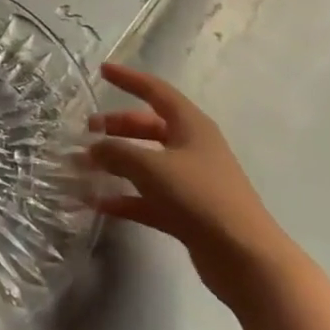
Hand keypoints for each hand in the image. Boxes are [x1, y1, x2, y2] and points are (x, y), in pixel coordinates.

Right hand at [88, 63, 295, 306]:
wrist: (246, 259)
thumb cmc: (201, 197)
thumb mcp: (152, 168)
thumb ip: (117, 153)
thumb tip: (92, 149)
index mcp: (191, 126)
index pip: (156, 91)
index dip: (129, 79)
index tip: (102, 70)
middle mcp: (192, 148)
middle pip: (149, 127)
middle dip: (117, 127)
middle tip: (87, 130)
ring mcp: (190, 182)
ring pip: (146, 163)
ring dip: (116, 163)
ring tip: (83, 166)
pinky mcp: (187, 213)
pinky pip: (148, 198)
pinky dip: (124, 198)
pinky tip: (97, 203)